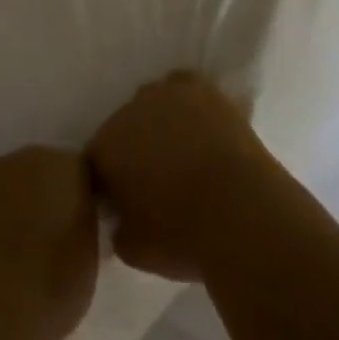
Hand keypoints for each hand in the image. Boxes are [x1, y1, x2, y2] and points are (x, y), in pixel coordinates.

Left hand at [0, 146, 99, 339]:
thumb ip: (81, 228)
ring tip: (12, 251)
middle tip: (45, 239)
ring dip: (12, 206)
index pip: (79, 174)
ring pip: (8, 185)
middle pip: (41, 172)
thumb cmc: (52, 285)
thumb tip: (72, 228)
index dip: (77, 201)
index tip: (76, 229)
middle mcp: (30, 159)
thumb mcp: (88, 258)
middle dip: (43, 197)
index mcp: (69, 168)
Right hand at [87, 72, 277, 281]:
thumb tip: (122, 219)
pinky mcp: (203, 89)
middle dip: (134, 148)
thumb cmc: (182, 235)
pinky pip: (185, 89)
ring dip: (159, 122)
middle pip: (124, 127)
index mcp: (106, 147)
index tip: (125, 202)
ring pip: (154, 103)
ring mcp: (167, 93)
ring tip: (181, 152)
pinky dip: (188, 104)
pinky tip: (200, 127)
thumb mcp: (135, 251)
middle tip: (155, 179)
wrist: (241, 211)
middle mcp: (129, 110)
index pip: (97, 159)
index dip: (110, 180)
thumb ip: (119, 229)